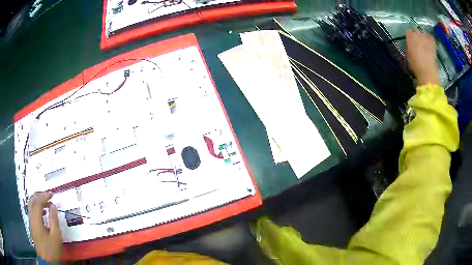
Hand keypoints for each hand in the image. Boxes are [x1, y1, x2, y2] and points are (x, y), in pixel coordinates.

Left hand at [28, 192, 62, 260]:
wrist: (47, 262)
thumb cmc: (52, 249)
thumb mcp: (56, 236)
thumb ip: (54, 220)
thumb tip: (54, 206)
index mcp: (36, 218)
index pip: (38, 201)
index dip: (44, 196)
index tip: (52, 194)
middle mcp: (31, 217)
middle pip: (32, 200)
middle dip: (39, 196)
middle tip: (48, 196)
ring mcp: (30, 222)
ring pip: (31, 206)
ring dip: (37, 202)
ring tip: (46, 204)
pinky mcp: (32, 227)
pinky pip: (32, 212)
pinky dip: (36, 208)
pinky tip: (43, 214)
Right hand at [406, 29, 438, 85]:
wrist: (427, 71)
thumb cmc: (415, 65)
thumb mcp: (408, 54)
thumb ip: (409, 46)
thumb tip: (411, 45)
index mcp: (409, 35)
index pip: (409, 32)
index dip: (410, 37)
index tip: (411, 43)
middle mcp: (417, 32)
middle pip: (416, 31)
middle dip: (417, 37)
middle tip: (419, 45)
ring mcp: (425, 36)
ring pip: (424, 34)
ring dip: (424, 38)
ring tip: (425, 46)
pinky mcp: (432, 42)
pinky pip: (430, 38)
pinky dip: (430, 40)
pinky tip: (430, 46)